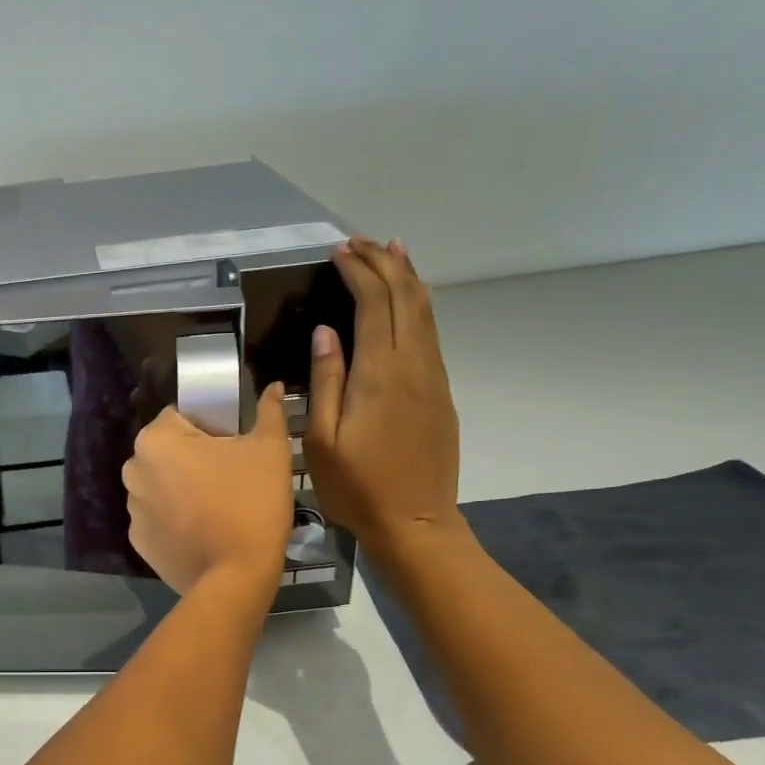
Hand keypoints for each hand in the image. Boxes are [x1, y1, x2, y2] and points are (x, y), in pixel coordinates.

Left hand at [123, 385, 292, 595]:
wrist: (236, 577)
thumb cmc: (252, 503)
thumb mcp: (270, 450)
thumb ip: (269, 412)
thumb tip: (273, 387)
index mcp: (156, 439)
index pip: (180, 416)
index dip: (210, 426)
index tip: (234, 447)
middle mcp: (133, 470)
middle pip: (167, 452)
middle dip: (193, 459)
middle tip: (230, 478)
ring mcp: (132, 510)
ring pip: (161, 486)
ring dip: (182, 489)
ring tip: (217, 508)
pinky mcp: (139, 542)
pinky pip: (158, 519)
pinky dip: (175, 521)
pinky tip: (202, 532)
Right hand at [304, 238, 460, 551]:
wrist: (415, 521)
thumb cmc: (358, 488)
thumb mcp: (323, 442)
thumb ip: (326, 383)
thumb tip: (327, 333)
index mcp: (379, 373)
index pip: (373, 304)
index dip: (358, 272)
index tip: (338, 253)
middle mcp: (413, 364)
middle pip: (405, 296)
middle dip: (384, 262)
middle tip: (361, 242)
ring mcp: (433, 377)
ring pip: (425, 311)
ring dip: (407, 277)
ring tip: (391, 251)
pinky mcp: (441, 393)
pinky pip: (430, 333)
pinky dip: (417, 305)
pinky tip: (408, 301)